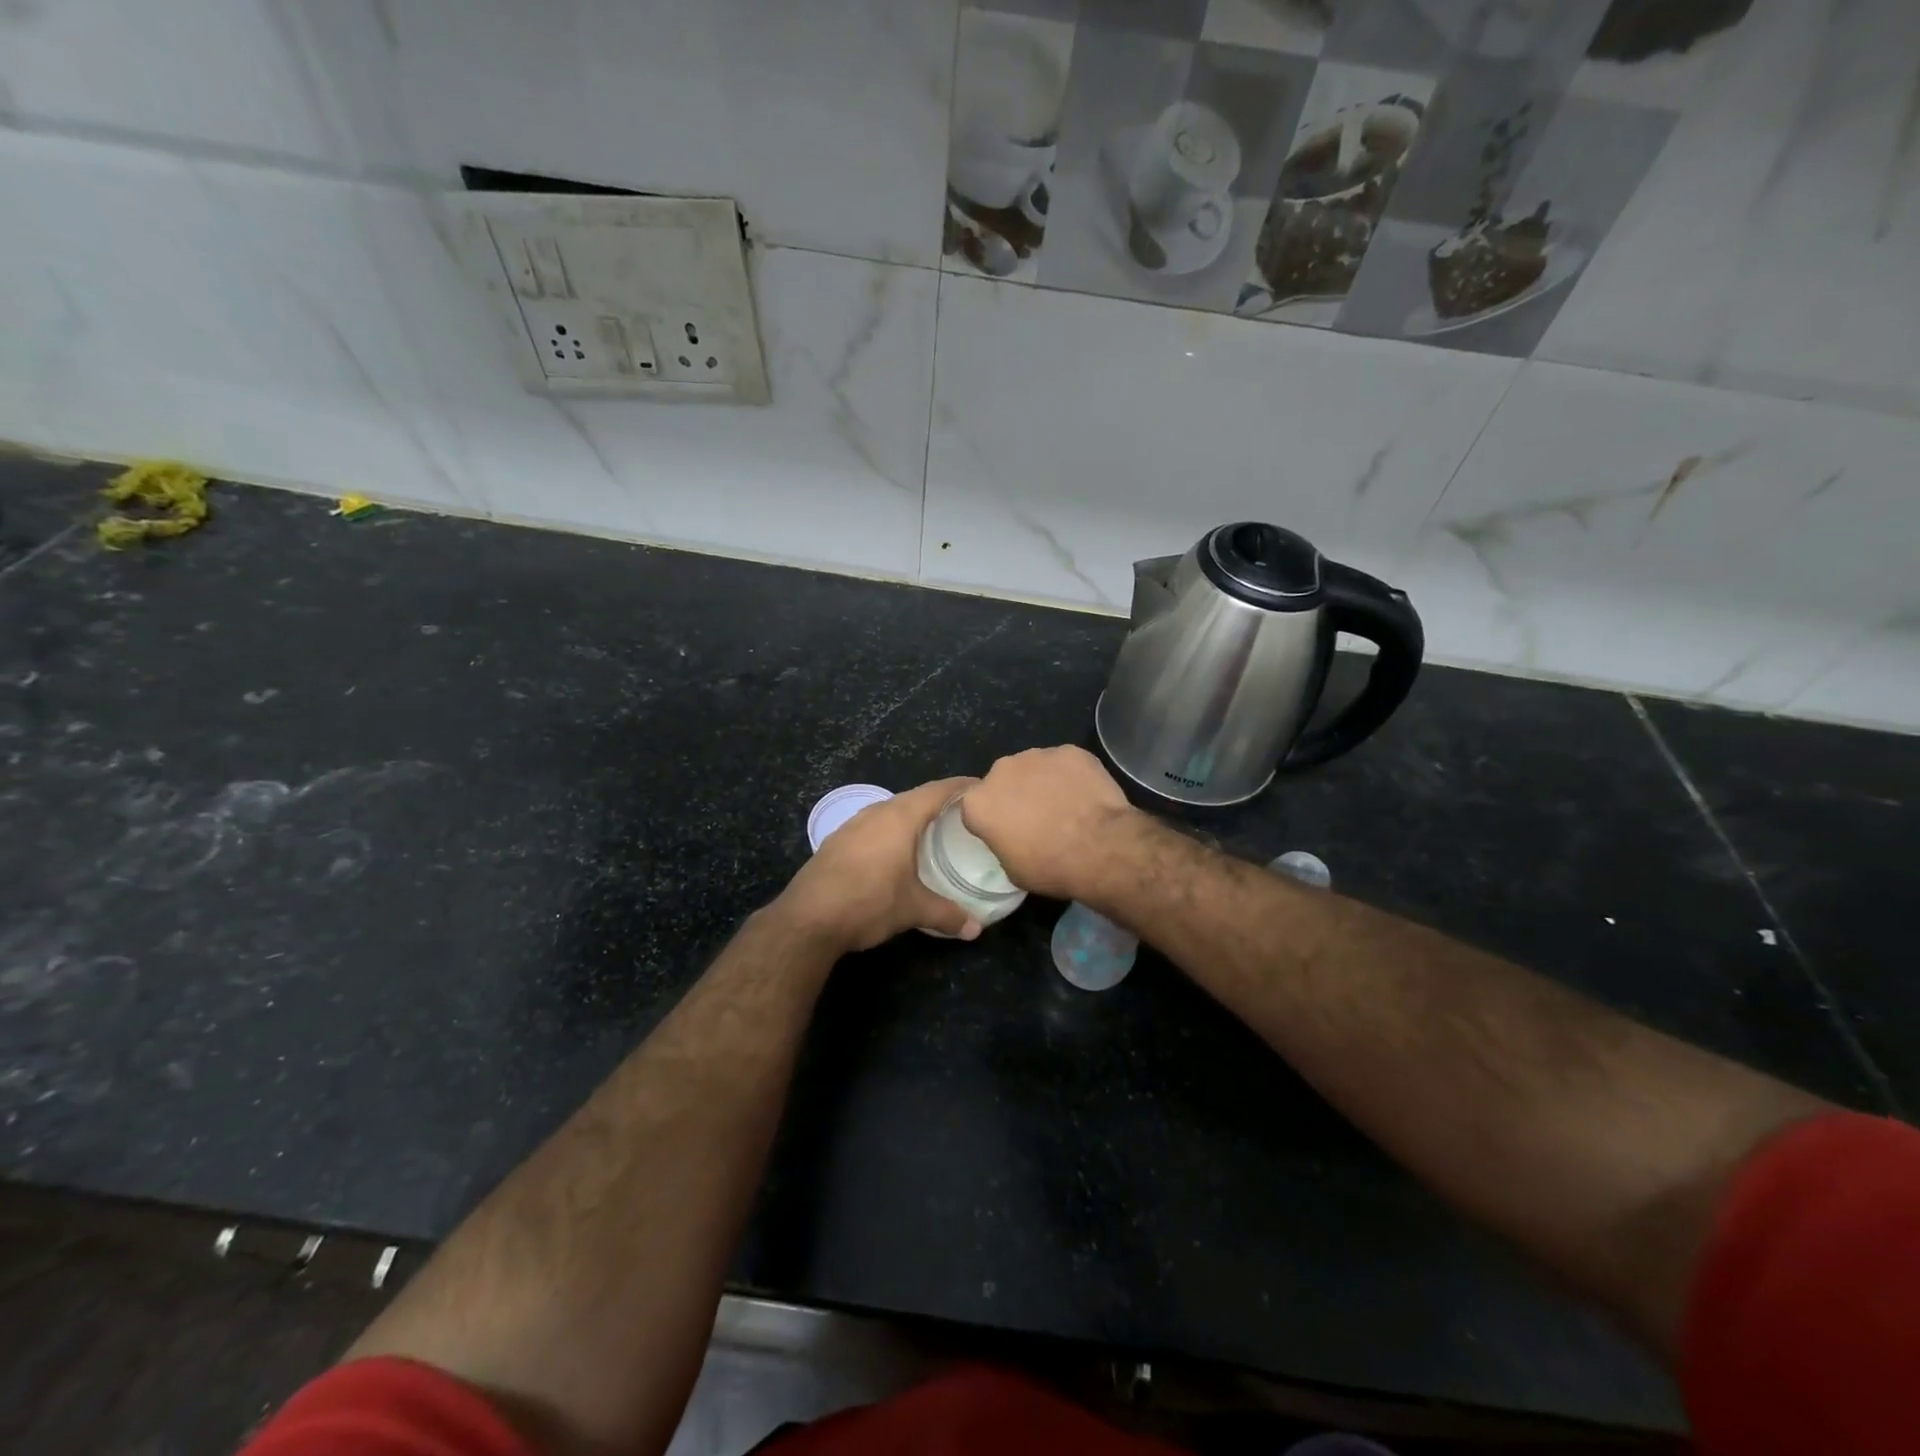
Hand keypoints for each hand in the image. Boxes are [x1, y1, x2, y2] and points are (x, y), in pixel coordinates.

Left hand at [776, 777, 981, 953]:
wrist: (807, 919)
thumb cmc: (868, 903)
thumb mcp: (913, 910)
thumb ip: (947, 915)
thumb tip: (975, 929)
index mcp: (900, 817)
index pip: (938, 790)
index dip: (962, 786)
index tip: (983, 788)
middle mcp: (877, 812)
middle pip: (915, 797)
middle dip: (940, 802)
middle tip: (964, 814)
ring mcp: (853, 825)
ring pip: (891, 811)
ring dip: (913, 817)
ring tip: (934, 831)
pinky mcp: (837, 841)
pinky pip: (873, 826)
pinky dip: (891, 831)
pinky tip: (896, 851)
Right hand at [960, 746, 1136, 901]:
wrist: (1100, 848)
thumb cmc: (1050, 866)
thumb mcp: (1012, 869)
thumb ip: (1001, 843)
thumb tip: (1012, 836)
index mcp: (978, 802)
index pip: (977, 808)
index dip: (992, 821)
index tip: (1008, 834)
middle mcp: (1001, 770)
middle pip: (1003, 781)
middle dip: (1015, 795)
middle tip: (1038, 819)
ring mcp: (1037, 755)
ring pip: (1034, 767)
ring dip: (1043, 782)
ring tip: (1066, 806)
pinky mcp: (1069, 751)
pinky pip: (1065, 763)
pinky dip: (1071, 775)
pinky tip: (1085, 795)